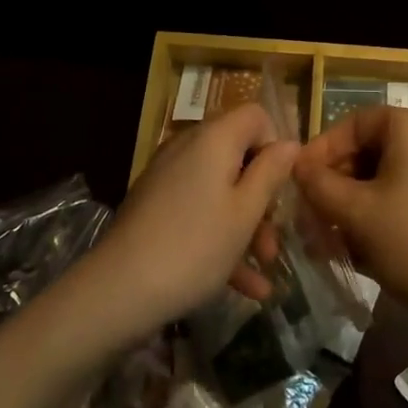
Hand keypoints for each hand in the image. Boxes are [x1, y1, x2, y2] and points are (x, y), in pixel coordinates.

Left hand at [90, 104, 295, 332]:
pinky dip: (219, 237)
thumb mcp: (245, 212)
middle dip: (262, 197)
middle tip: (274, 239)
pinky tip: (243, 286)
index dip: (275, 145)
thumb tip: (290, 143)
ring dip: (246, 225)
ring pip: (220, 189)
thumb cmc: (195, 246)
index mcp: (215, 138)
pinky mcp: (155, 205)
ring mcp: (169, 177)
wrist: (118, 291)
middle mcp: (189, 147)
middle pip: (239, 156)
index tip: (282, 186)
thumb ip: (271, 173)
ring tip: (264, 269)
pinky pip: (198, 209)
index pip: (256, 116)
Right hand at [294, 107, 407, 332]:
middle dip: (339, 182)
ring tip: (332, 239)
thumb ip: (318, 184)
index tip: (300, 181)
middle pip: (374, 149)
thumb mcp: (354, 212)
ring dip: (357, 204)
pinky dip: (385, 215)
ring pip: (392, 178)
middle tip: (313, 214)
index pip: (355, 122)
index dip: (322, 149)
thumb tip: (299, 168)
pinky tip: (365, 250)